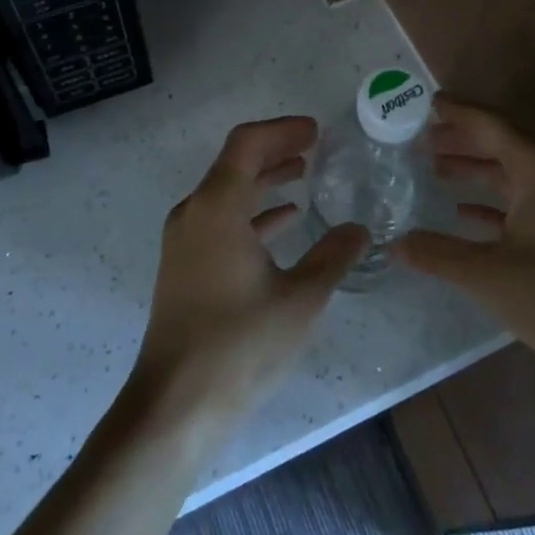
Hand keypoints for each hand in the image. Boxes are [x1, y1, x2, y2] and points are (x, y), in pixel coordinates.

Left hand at [129, 117, 367, 440]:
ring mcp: (185, 240)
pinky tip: (284, 222)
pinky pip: (221, 220)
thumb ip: (333, 257)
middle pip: (235, 163)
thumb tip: (359, 229)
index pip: (246, 144)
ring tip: (302, 175)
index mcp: (217, 207)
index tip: (315, 131)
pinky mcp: (184, 265)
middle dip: (275, 150)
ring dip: (264, 180)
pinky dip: (251, 212)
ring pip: (228, 192)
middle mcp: (194, 212)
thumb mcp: (300, 299)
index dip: (282, 131)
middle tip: (314, 147)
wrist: (175, 404)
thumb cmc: (239, 345)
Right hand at [398, 96, 534, 399]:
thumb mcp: (489, 274)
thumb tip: (395, 244)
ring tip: (435, 168)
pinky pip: (523, 201)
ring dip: (475, 168)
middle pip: (502, 143)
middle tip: (422, 136)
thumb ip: (439, 255)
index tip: (426, 103)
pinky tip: (464, 211)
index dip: (458, 112)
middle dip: (462, 138)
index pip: (491, 125)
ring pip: (512, 173)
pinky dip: (492, 201)